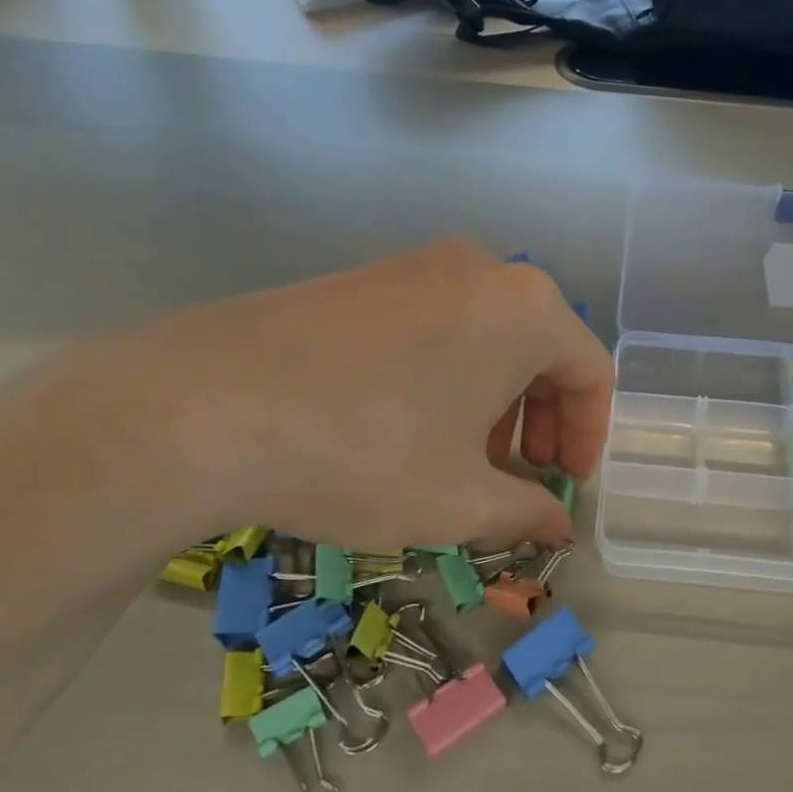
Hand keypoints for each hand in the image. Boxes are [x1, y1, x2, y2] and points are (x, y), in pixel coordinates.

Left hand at [41, 240, 613, 555]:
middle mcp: (480, 269)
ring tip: (457, 461)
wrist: (203, 407)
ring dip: (491, 404)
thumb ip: (526, 512)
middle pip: (538, 350)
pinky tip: (405, 428)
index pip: (590, 372)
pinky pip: (435, 326)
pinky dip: (445, 378)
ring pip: (485, 338)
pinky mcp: (364, 278)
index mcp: (524, 308)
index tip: (563, 487)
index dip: (587, 437)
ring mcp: (415, 266)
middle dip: (538, 422)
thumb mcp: (459, 501)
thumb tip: (559, 526)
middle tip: (513, 479)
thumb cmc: (365, 453)